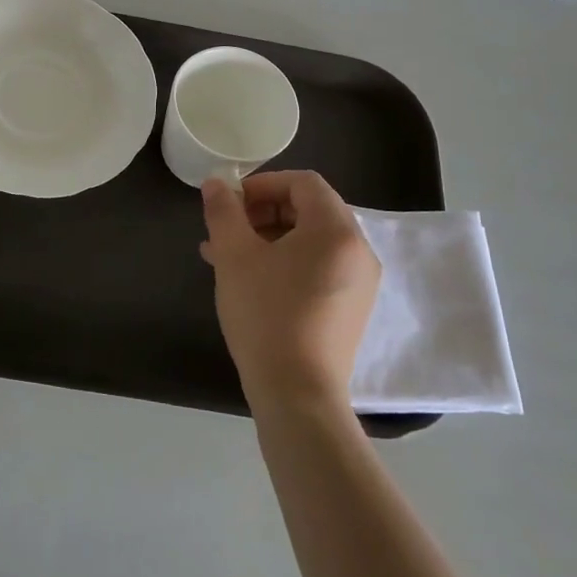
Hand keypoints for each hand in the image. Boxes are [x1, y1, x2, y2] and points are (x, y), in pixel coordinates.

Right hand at [200, 171, 379, 412]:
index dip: (263, 184)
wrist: (297, 393)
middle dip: (263, 211)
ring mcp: (360, 282)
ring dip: (270, 237)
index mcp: (336, 229)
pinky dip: (287, 261)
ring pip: (312, 240)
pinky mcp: (352, 308)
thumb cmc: (265, 314)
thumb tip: (215, 184)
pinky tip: (252, 280)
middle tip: (227, 229)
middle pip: (310, 209)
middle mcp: (358, 250)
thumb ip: (223, 212)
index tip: (231, 203)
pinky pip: (319, 266)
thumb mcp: (234, 256)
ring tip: (228, 256)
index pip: (303, 183)